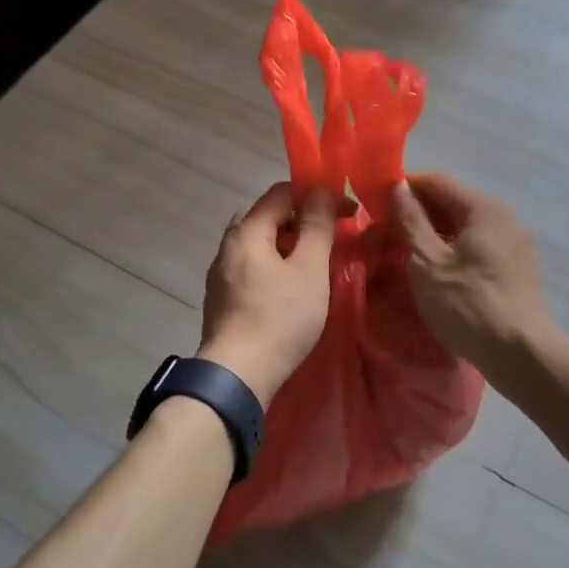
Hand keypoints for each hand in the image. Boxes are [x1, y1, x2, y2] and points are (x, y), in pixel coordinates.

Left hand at [198, 182, 336, 405]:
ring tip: (317, 263)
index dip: (316, 194)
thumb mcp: (309, 269)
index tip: (346, 212)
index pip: (280, 192)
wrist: (237, 376)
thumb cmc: (279, 318)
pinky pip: (253, 268)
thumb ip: (317, 226)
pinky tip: (292, 288)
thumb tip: (322, 191)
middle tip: (334, 237)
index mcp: (246, 231)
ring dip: (290, 245)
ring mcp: (221, 274)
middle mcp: (227, 245)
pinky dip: (276, 266)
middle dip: (303, 220)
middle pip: (268, 217)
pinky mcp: (223, 299)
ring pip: (260, 244)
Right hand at [391, 173, 552, 372]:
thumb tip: (397, 186)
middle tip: (381, 236)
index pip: (436, 182)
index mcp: (483, 208)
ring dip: (429, 236)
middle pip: (450, 204)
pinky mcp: (515, 270)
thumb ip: (410, 220)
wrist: (521, 355)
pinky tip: (430, 273)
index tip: (374, 205)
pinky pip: (475, 249)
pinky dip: (449, 253)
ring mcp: (512, 245)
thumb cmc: (468, 304)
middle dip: (413, 216)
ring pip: (461, 229)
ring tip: (400, 256)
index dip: (402, 188)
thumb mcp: (427, 262)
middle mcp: (503, 218)